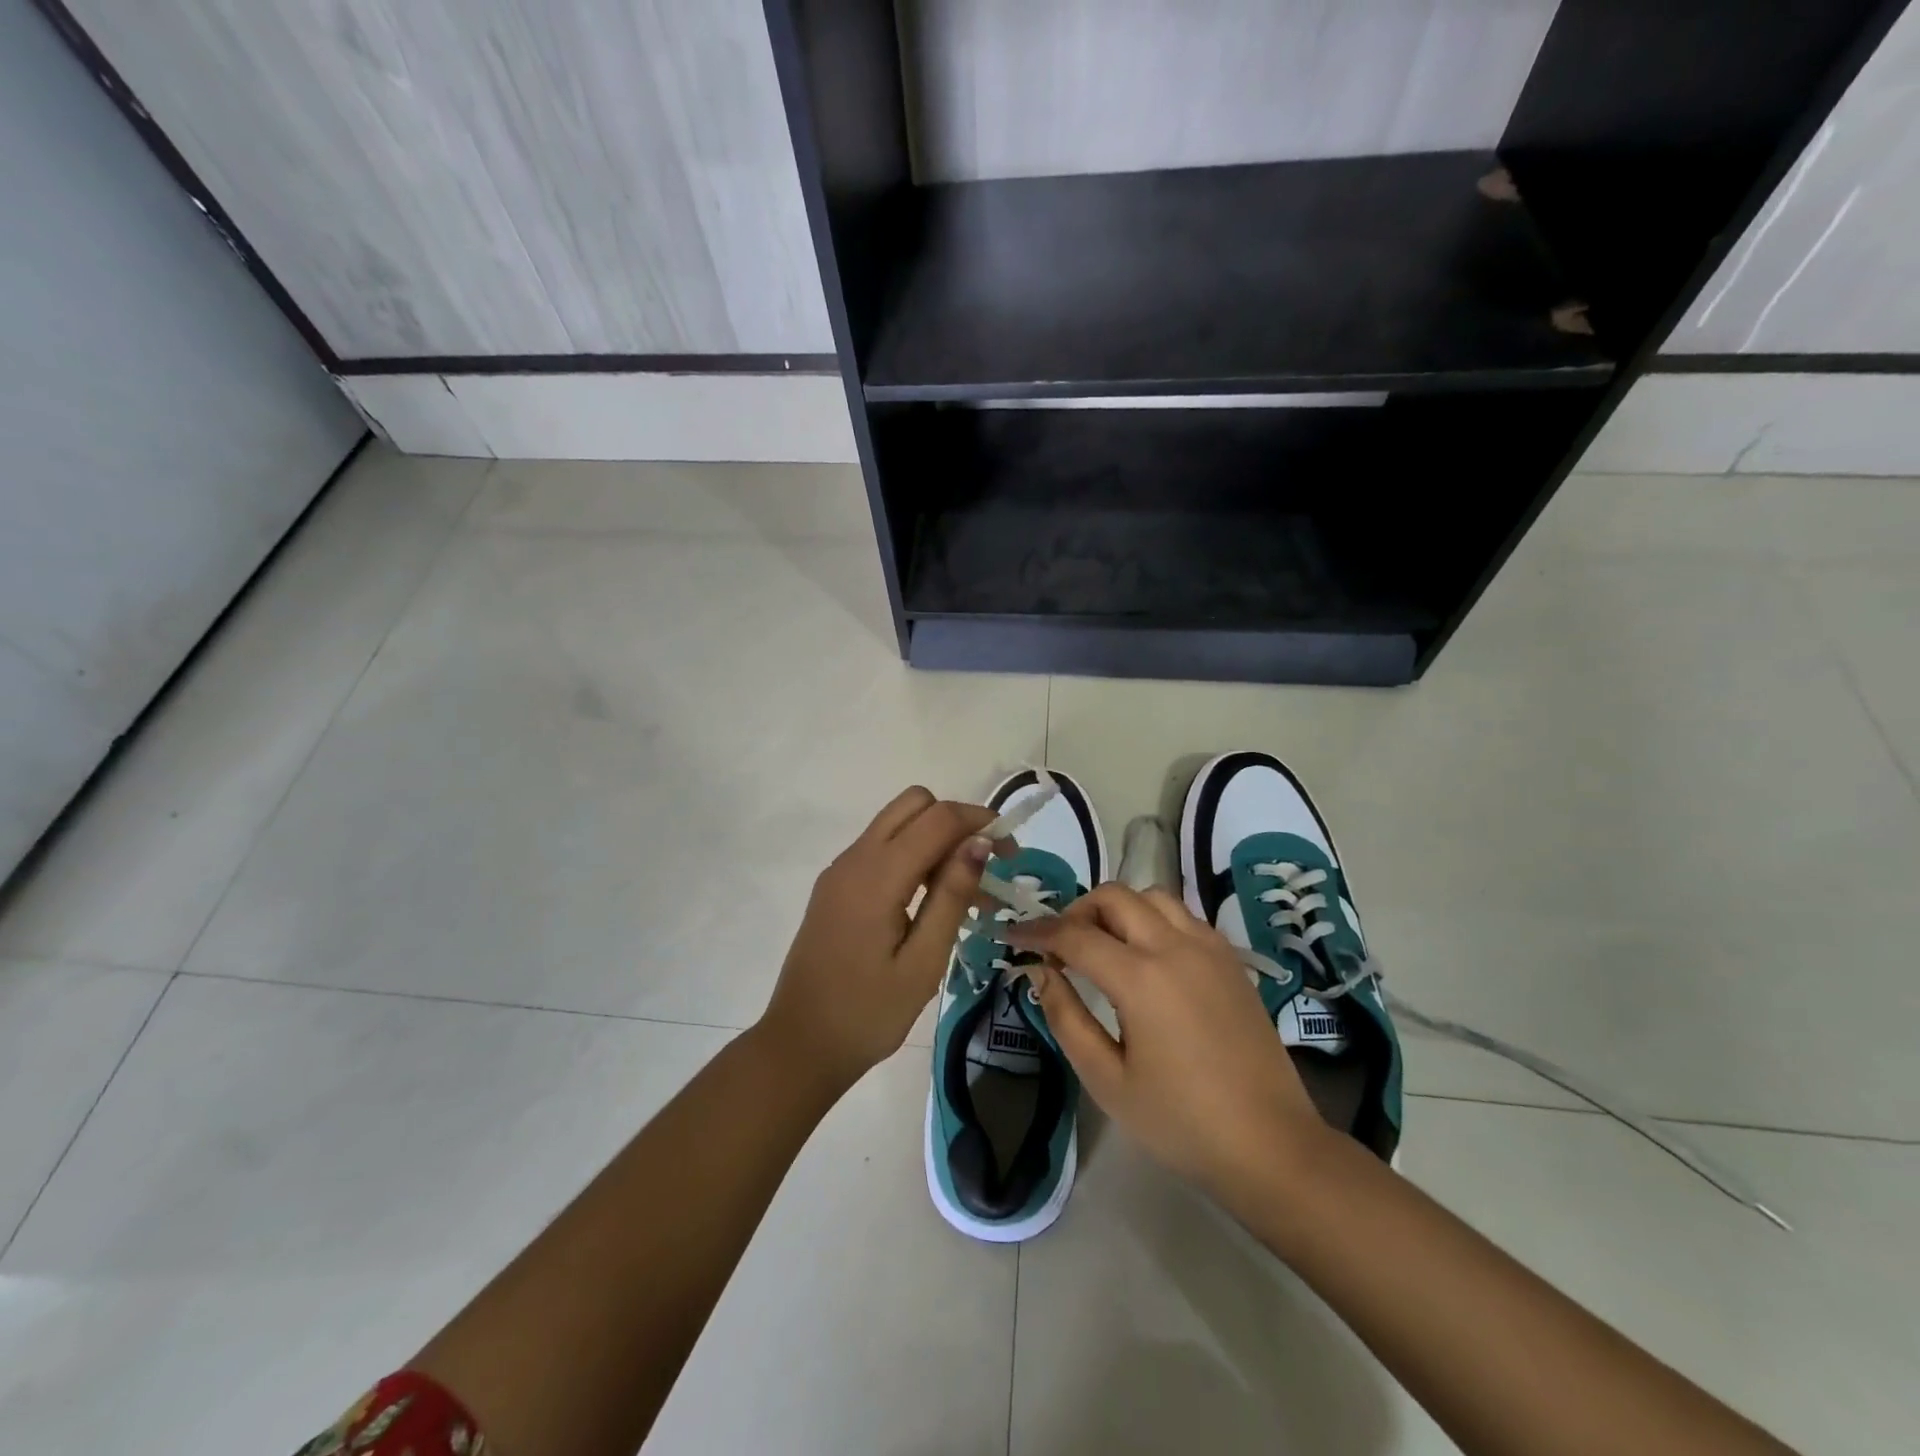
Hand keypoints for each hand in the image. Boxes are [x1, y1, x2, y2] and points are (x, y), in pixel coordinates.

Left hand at [760, 787, 1000, 1089]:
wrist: (800, 1045)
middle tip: (985, 866)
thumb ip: (951, 896)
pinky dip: (913, 856)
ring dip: (936, 839)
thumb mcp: (923, 962)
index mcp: (876, 876)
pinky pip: (881, 848)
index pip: (937, 818)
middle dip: (956, 821)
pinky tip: (931, 900)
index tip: (1010, 852)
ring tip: (967, 892)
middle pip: (914, 803)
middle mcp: (855, 859)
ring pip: (897, 823)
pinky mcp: (836, 886)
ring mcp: (841, 870)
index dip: (980, 822)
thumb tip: (979, 842)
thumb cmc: (867, 1014)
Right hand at [1005, 883, 1329, 1199]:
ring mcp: (1209, 948)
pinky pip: (1183, 916)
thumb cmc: (1181, 1122)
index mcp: (1141, 978)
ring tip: (1103, 944)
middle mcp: (1175, 947)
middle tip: (1060, 944)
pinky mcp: (1230, 960)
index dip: (1037, 931)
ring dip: (1118, 908)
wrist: (1271, 1145)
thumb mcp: (1108, 1080)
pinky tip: (1147, 956)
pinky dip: (1153, 919)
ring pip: (1152, 896)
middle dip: (1077, 911)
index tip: (1012, 936)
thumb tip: (1041, 972)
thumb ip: (1067, 1018)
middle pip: (1114, 897)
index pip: (1074, 935)